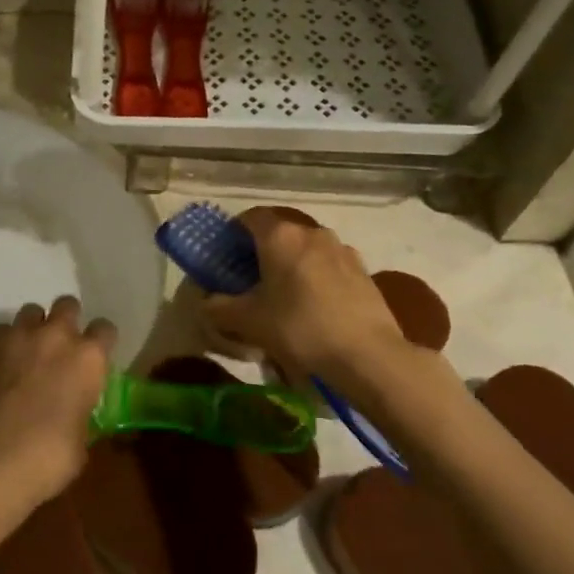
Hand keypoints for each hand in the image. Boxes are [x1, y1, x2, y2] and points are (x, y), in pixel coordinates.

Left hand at [0, 296, 114, 500]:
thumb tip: (74, 411)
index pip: (105, 329)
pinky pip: (1, 330)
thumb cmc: (46, 458)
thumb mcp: (81, 440)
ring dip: (33, 328)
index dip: (101, 341)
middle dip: (66, 321)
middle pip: (67, 305)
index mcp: (89, 359)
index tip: (95, 356)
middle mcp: (56, 336)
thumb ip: (82, 411)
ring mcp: (18, 335)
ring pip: (31, 312)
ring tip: (26, 353)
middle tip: (59, 348)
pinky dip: (3, 343)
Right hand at [204, 207, 406, 380]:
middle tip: (250, 281)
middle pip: (279, 233)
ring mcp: (342, 250)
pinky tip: (315, 307)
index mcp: (280, 236)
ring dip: (292, 265)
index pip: (250, 217)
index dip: (234, 232)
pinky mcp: (364, 271)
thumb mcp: (248, 322)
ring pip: (307, 250)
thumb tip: (205, 303)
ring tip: (285, 296)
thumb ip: (219, 308)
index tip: (226, 255)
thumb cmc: (299, 328)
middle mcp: (312, 233)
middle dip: (263, 252)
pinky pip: (330, 267)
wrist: (368, 355)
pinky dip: (317, 278)